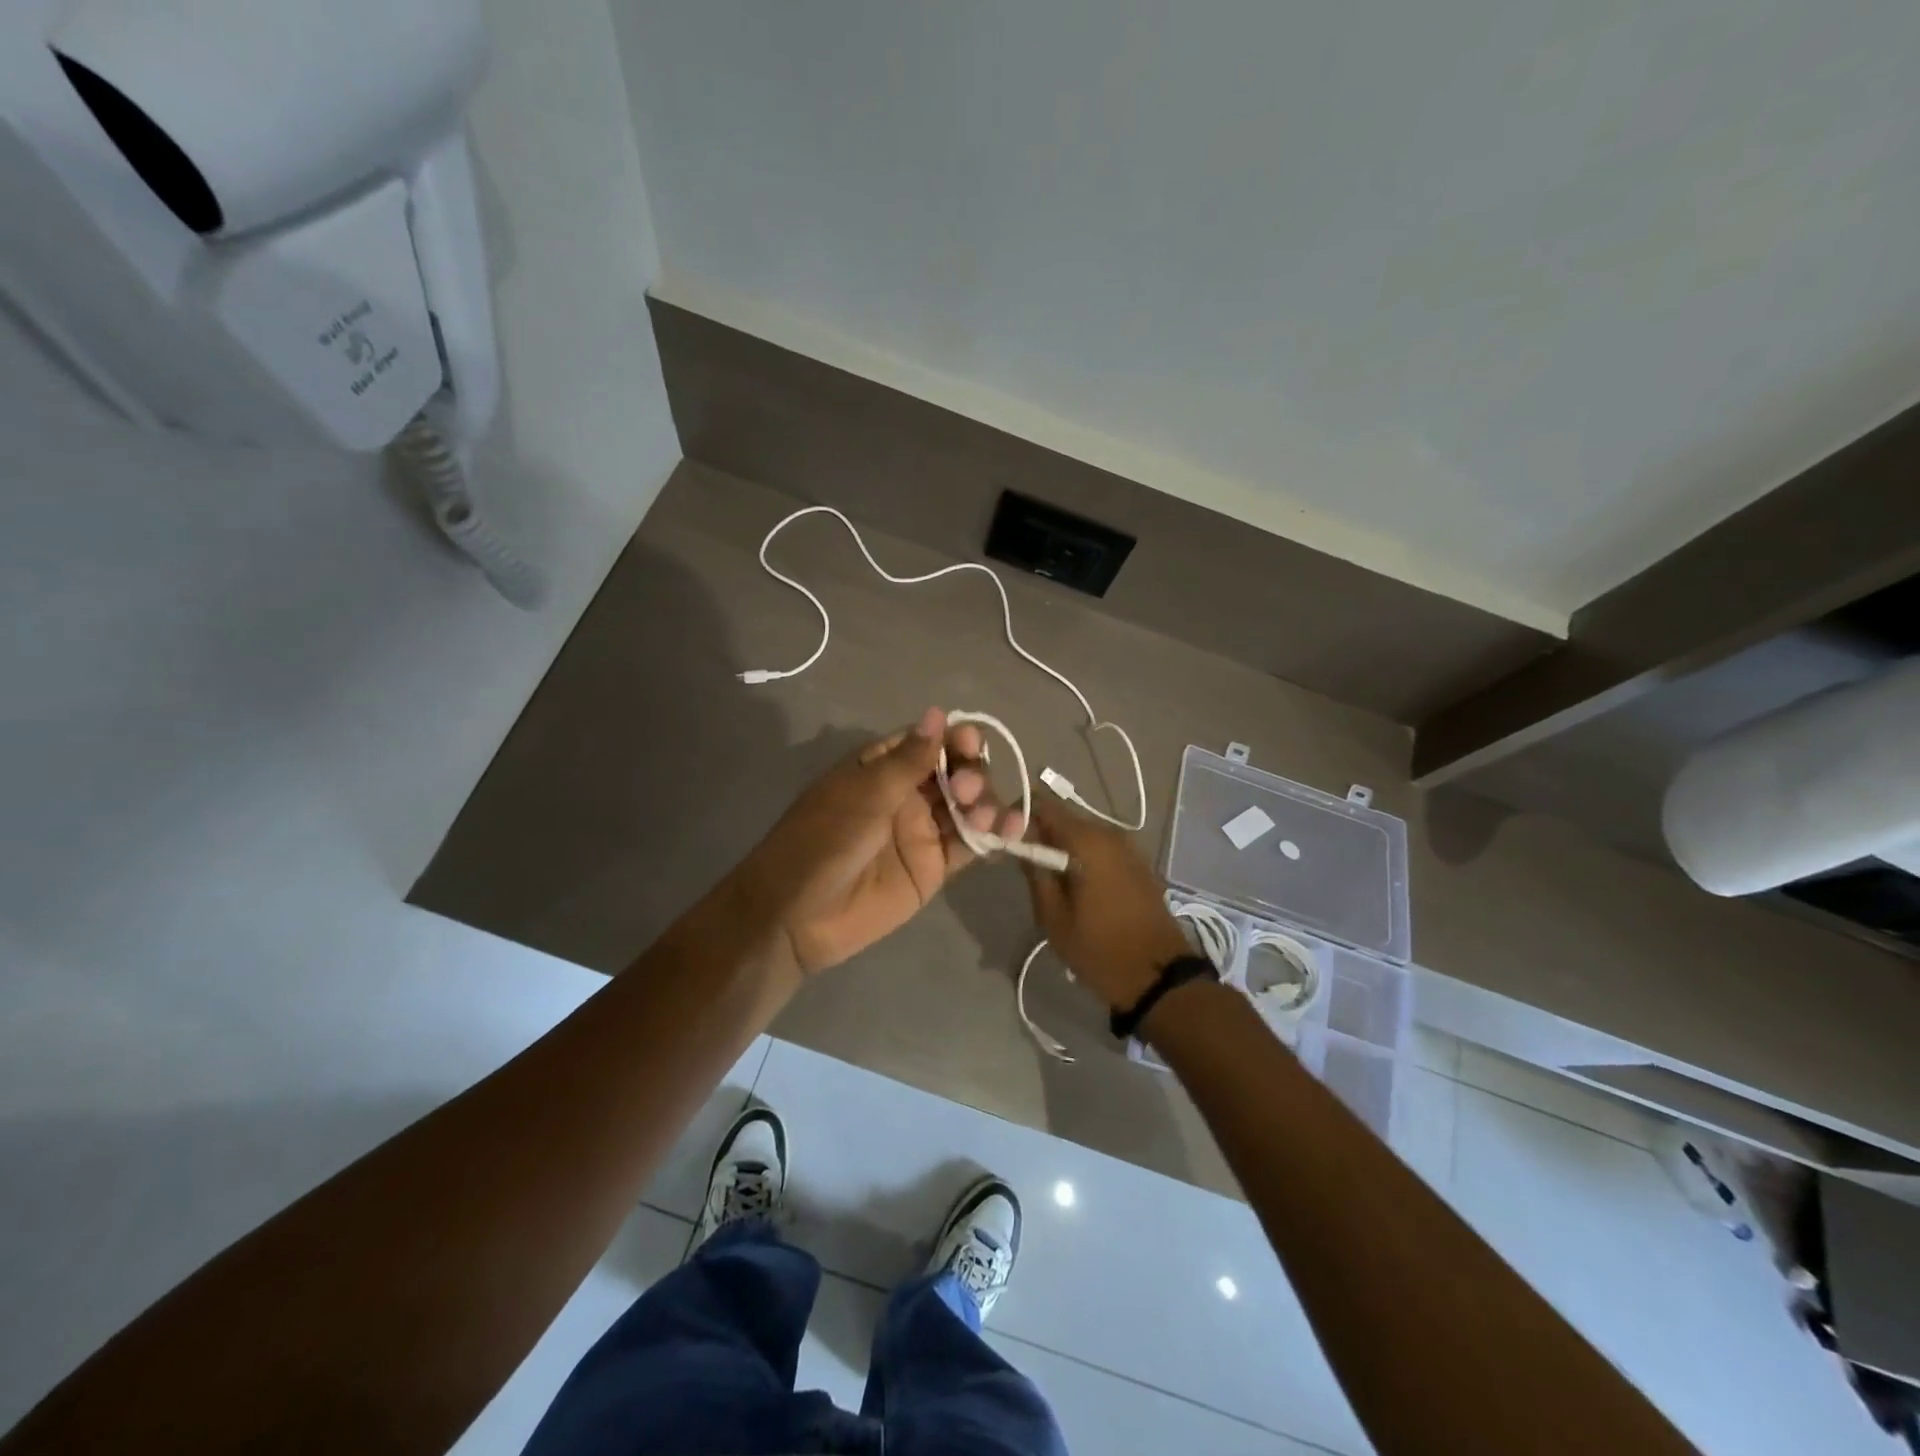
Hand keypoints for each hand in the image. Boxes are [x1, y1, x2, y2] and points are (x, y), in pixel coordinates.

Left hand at [734, 708, 1022, 977]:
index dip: (952, 738)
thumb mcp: (864, 794)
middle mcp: (906, 794)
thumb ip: (908, 760)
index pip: (927, 742)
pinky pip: (970, 844)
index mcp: (881, 768)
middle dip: (971, 772)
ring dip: (985, 801)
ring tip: (982, 815)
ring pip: (968, 805)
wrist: (799, 915)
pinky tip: (1013, 828)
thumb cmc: (823, 841)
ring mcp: (922, 830)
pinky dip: (993, 834)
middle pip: (955, 771)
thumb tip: (937, 713)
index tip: (969, 742)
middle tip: (965, 789)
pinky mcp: (935, 866)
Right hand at [1021, 796, 1189, 1011]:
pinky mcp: (1138, 864)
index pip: (1044, 804)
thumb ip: (1035, 873)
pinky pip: (1101, 849)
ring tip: (1048, 880)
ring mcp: (1129, 848)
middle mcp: (1110, 834)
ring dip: (1062, 848)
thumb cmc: (1100, 949)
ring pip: (1083, 835)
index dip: (1020, 815)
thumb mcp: (1054, 917)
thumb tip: (1020, 843)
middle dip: (1040, 834)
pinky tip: (1075, 886)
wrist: (1159, 977)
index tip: (1006, 837)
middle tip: (1022, 863)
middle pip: (1064, 818)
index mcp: (1087, 841)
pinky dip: (1083, 858)